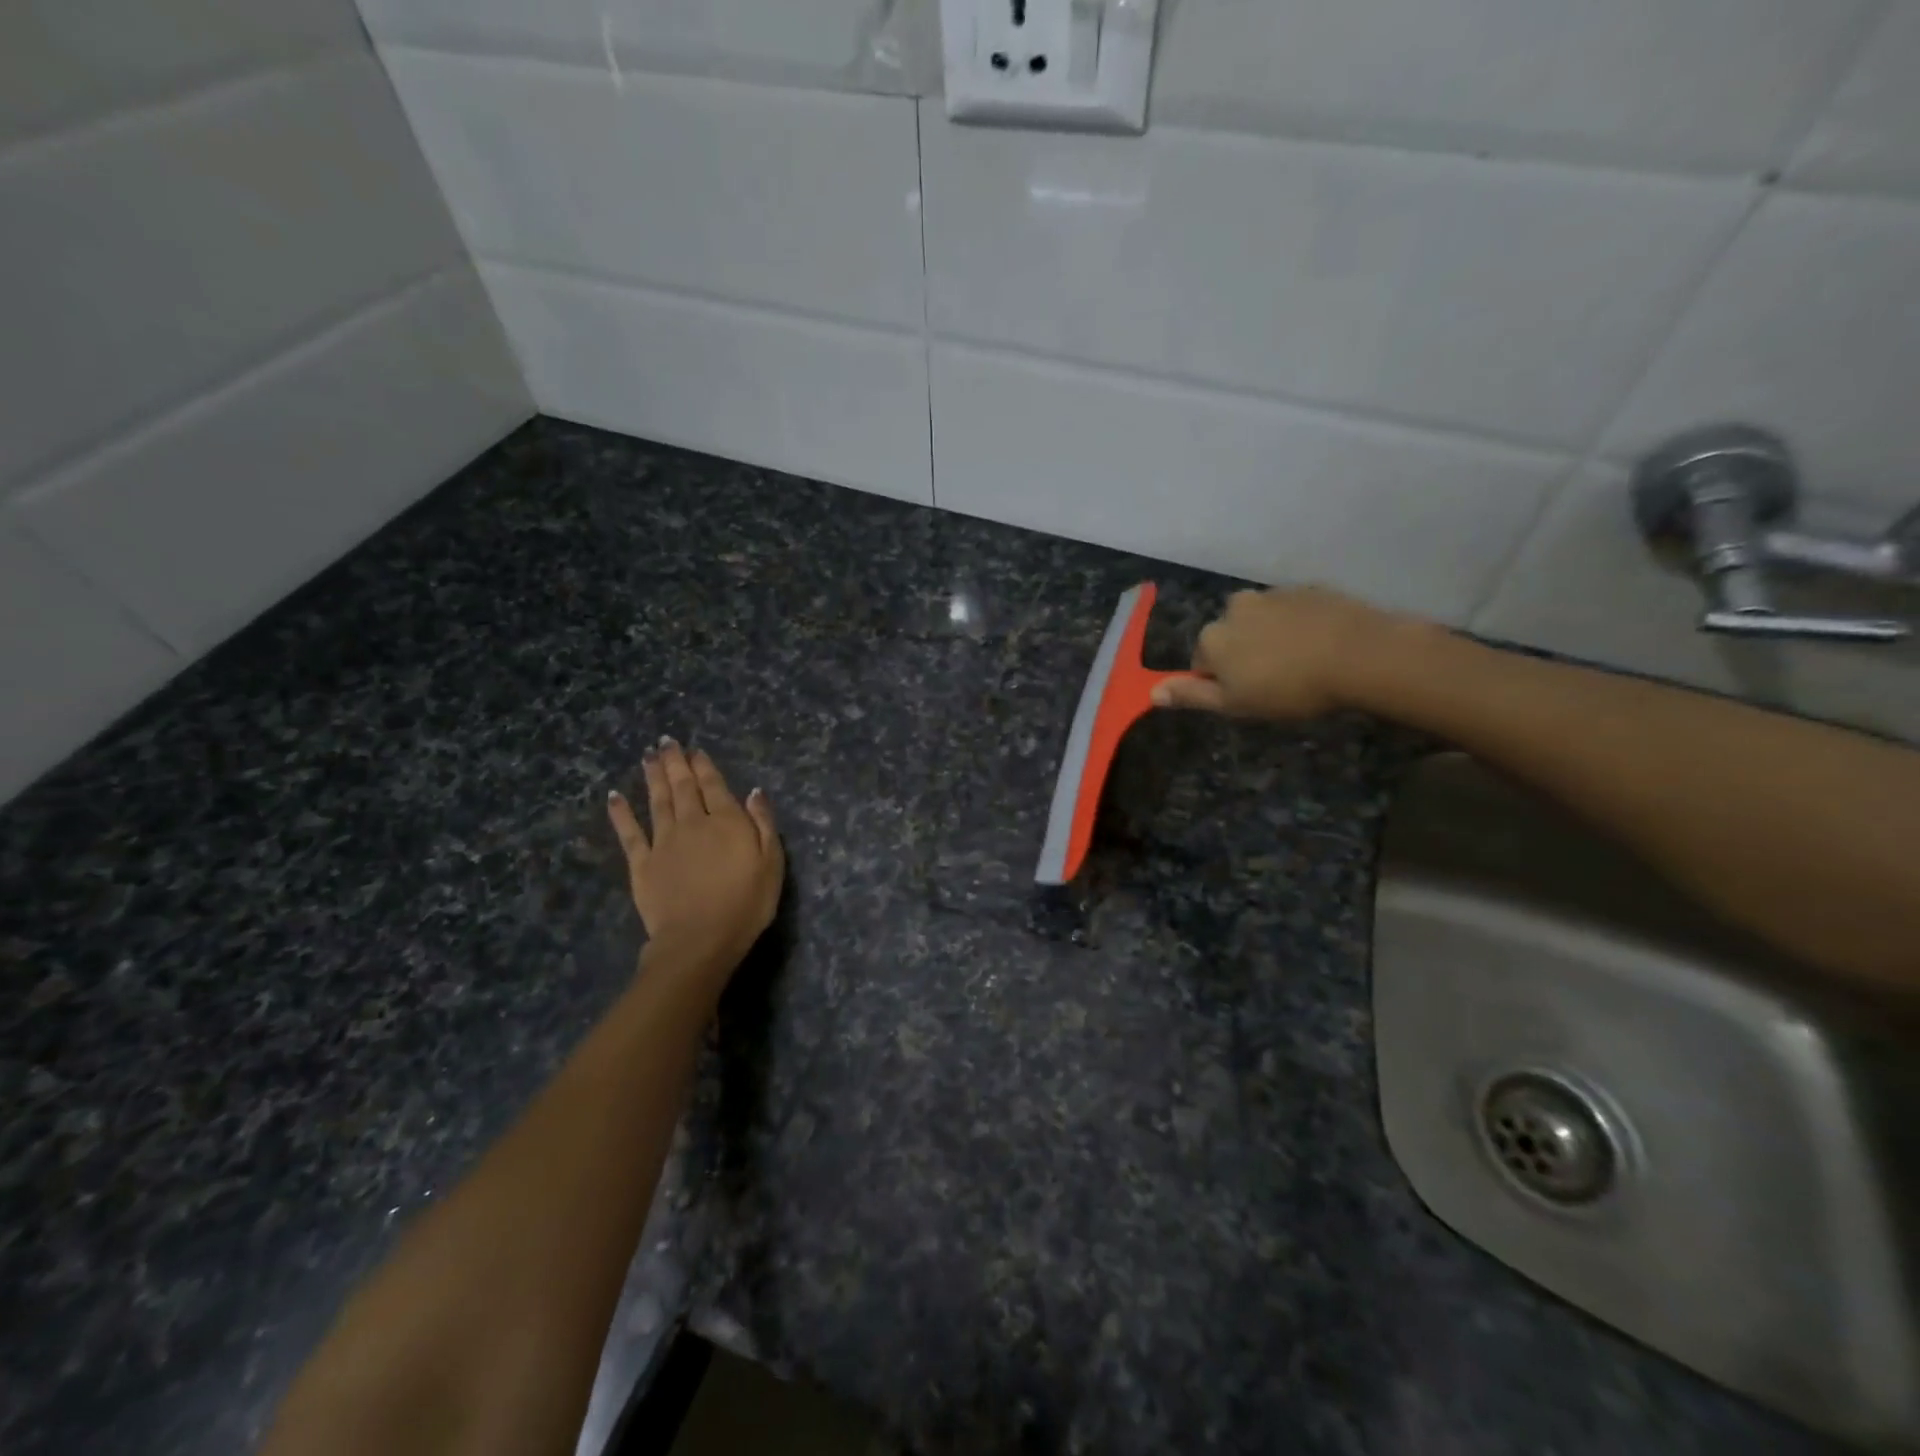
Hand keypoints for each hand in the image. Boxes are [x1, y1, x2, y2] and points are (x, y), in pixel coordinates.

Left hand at [607, 740, 783, 977]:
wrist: (699, 939)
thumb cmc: (745, 904)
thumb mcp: (772, 863)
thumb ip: (763, 824)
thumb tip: (754, 792)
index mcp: (726, 821)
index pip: (714, 786)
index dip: (704, 766)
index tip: (695, 750)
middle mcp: (692, 823)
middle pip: (682, 787)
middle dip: (676, 762)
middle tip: (667, 742)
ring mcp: (663, 842)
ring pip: (657, 801)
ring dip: (653, 777)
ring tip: (648, 757)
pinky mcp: (642, 864)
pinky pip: (629, 832)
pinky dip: (621, 812)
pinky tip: (614, 796)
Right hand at [1151, 586, 1433, 719]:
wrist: (1359, 655)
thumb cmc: (1289, 688)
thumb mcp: (1234, 704)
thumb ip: (1191, 696)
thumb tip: (1151, 693)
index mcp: (1212, 636)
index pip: (1202, 664)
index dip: (1222, 684)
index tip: (1249, 697)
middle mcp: (1234, 607)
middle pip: (1230, 637)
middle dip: (1244, 655)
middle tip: (1275, 682)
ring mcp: (1272, 594)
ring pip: (1261, 622)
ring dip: (1271, 639)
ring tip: (1301, 664)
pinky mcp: (1308, 589)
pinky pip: (1293, 611)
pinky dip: (1298, 626)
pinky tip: (1320, 646)